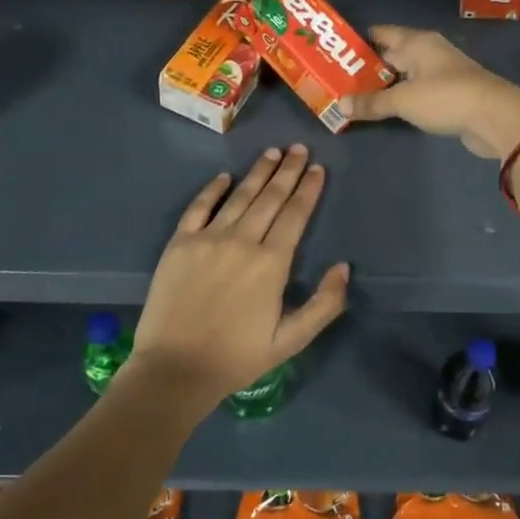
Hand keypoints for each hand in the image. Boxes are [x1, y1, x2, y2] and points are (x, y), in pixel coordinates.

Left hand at [128, 145, 348, 408]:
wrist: (174, 370)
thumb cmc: (237, 357)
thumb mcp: (290, 340)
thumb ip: (324, 304)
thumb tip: (344, 267)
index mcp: (272, 263)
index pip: (295, 215)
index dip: (308, 189)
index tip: (318, 168)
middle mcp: (243, 241)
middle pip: (270, 197)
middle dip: (288, 170)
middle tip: (299, 148)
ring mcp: (208, 239)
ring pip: (240, 196)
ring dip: (258, 172)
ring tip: (272, 152)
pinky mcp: (180, 244)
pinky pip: (199, 207)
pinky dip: (213, 189)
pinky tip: (225, 176)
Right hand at [344, 25, 519, 157]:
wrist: (495, 117)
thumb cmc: (446, 97)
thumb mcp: (403, 100)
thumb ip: (372, 102)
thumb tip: (340, 105)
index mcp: (417, 42)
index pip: (382, 34)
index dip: (359, 41)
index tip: (335, 52)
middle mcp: (429, 52)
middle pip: (392, 55)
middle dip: (368, 67)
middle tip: (338, 79)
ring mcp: (441, 73)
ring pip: (404, 75)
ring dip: (384, 85)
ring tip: (355, 96)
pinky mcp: (449, 95)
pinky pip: (416, 92)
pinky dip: (401, 98)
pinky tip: (386, 109)